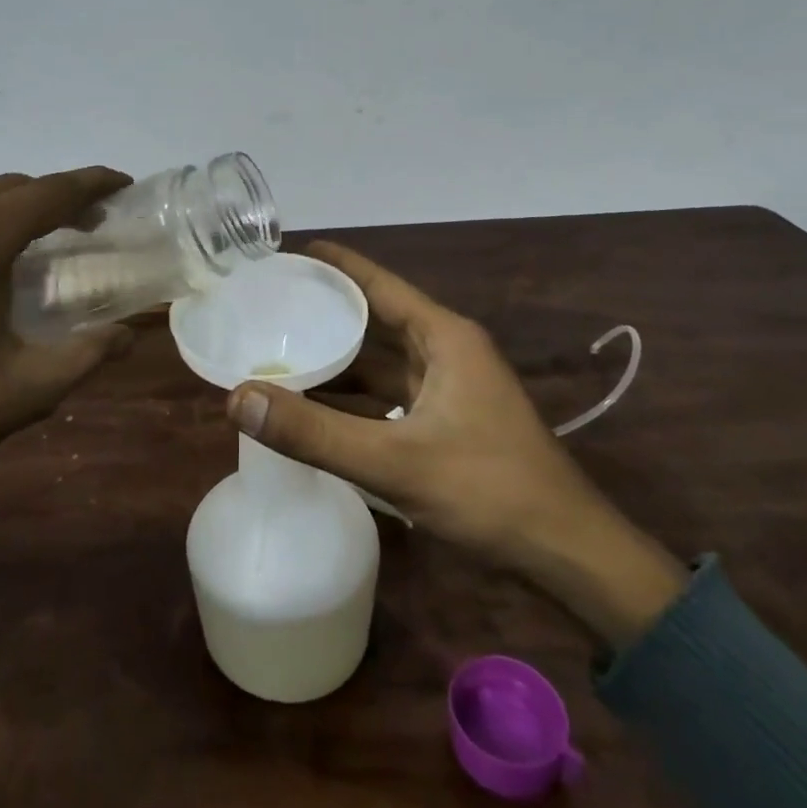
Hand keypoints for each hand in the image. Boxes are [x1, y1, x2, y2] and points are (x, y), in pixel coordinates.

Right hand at [226, 242, 687, 647]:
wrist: (568, 555)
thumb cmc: (488, 490)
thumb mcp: (394, 461)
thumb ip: (314, 432)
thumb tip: (238, 398)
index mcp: (443, 337)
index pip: (378, 283)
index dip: (334, 264)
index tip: (287, 253)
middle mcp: (446, 351)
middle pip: (375, 320)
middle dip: (325, 312)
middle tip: (268, 305)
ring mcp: (449, 388)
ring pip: (380, 362)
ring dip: (337, 359)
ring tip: (279, 351)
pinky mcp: (447, 422)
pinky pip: (389, 396)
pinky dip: (353, 398)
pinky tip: (316, 407)